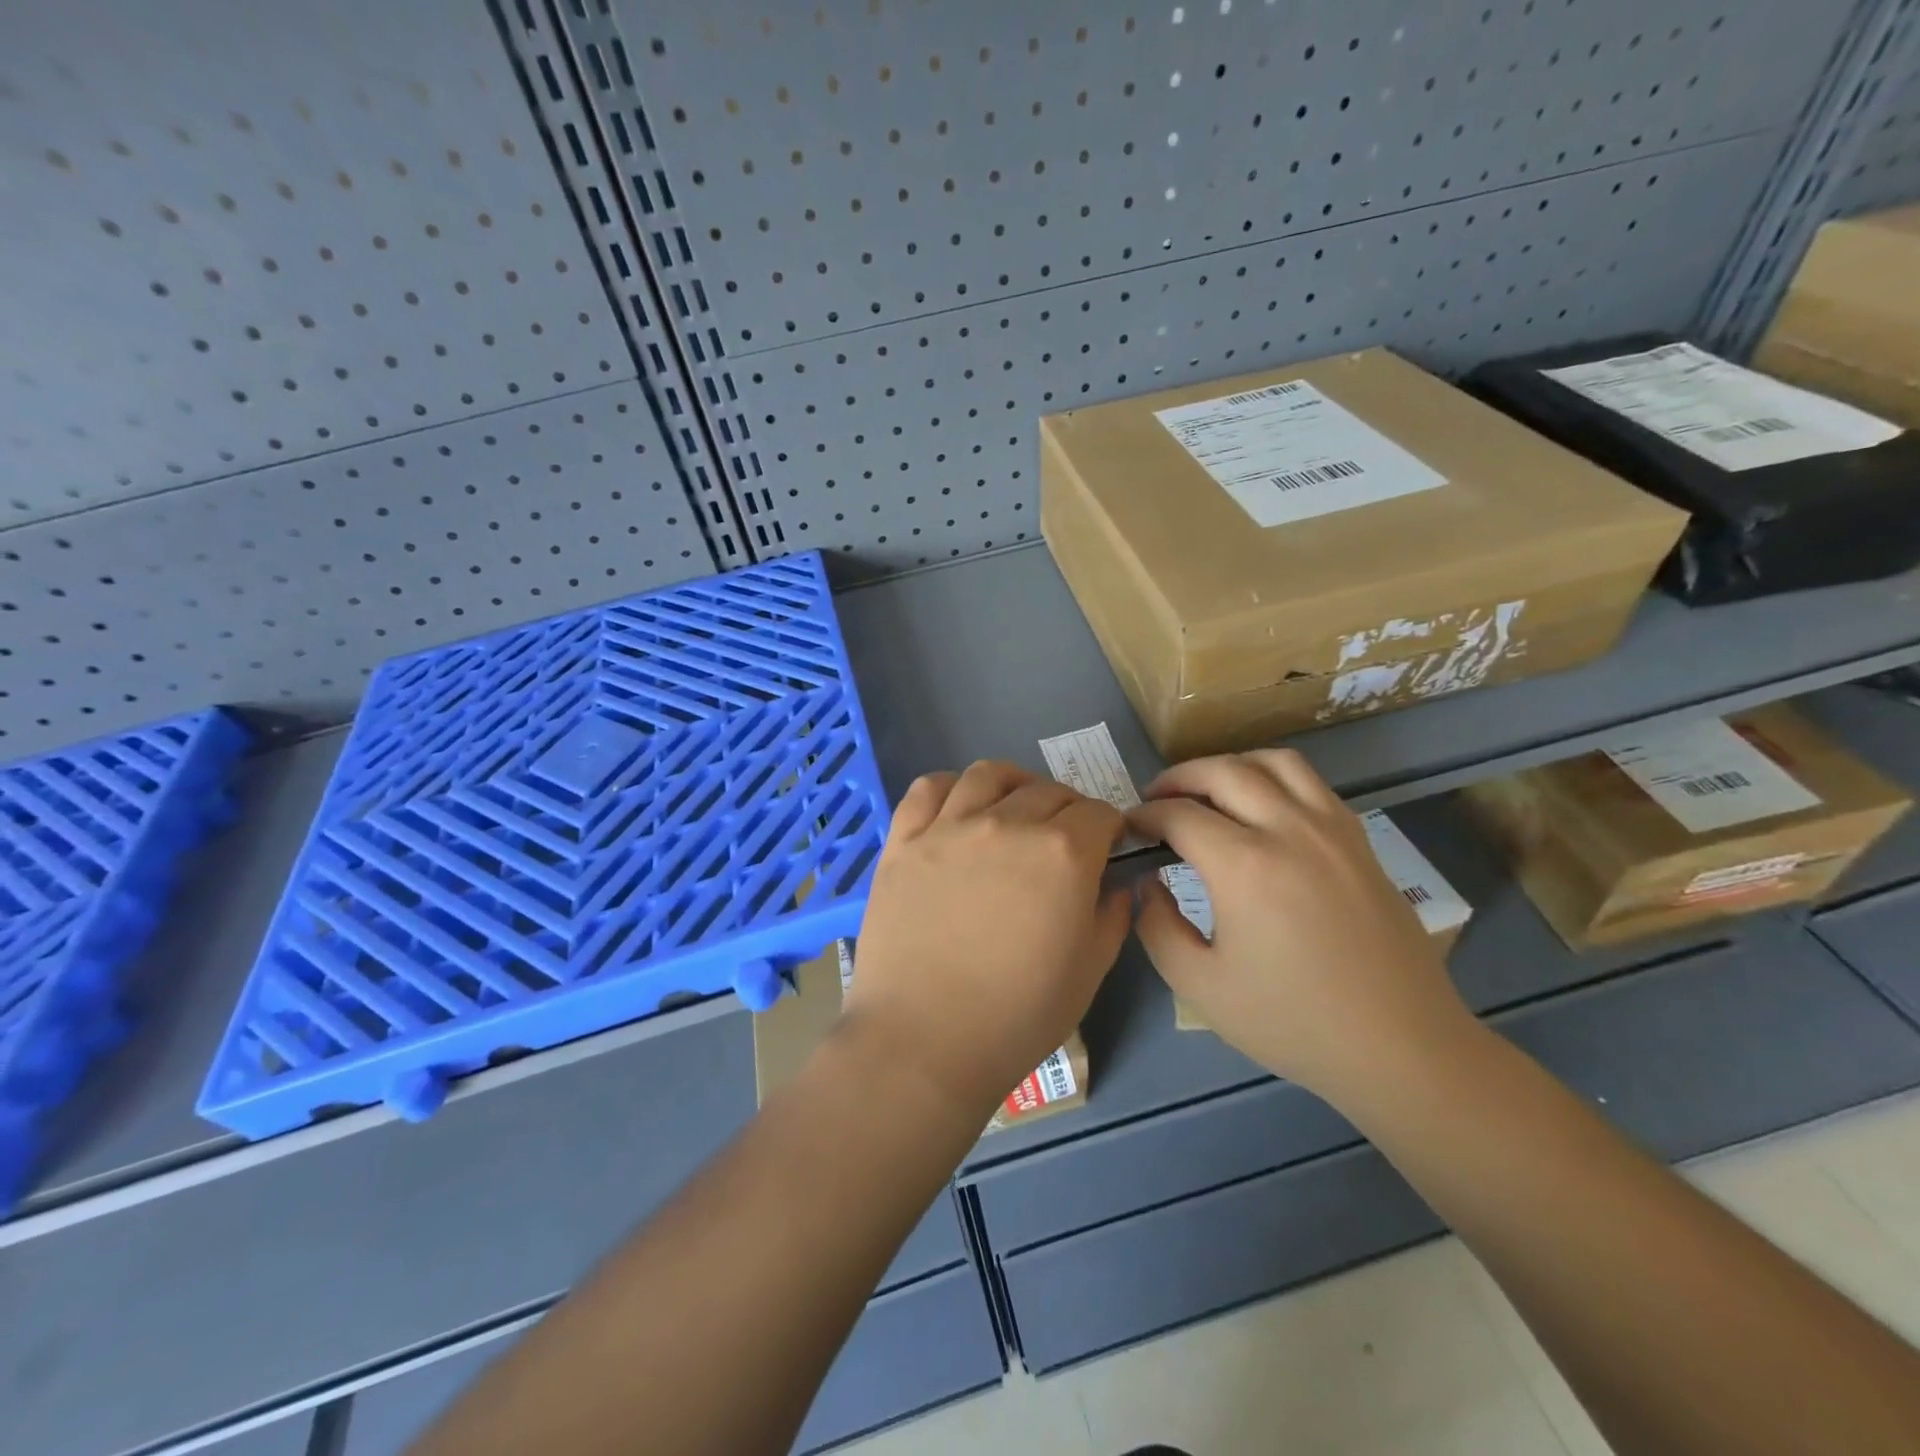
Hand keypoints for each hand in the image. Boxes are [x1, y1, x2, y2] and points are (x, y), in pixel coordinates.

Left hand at [844, 761, 1132, 1117]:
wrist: (924, 1041)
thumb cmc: (1017, 1016)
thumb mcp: (1089, 972)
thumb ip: (1111, 917)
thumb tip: (1116, 884)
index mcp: (1063, 853)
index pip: (1099, 813)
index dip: (1110, 828)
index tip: (1107, 848)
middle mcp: (1008, 823)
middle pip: (1048, 790)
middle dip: (1069, 809)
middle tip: (1065, 839)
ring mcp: (949, 827)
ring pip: (989, 774)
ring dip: (1014, 784)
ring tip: (1014, 808)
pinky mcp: (904, 840)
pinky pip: (928, 788)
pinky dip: (950, 786)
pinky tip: (959, 808)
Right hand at [1126, 750, 1475, 1103]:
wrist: (1400, 1047)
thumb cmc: (1292, 1022)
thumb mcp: (1199, 985)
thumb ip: (1157, 925)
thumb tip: (1149, 882)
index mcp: (1244, 866)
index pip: (1178, 815)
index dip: (1144, 815)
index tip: (1129, 828)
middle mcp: (1288, 830)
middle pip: (1222, 771)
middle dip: (1178, 778)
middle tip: (1156, 800)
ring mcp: (1331, 829)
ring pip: (1273, 762)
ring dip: (1230, 766)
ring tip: (1209, 791)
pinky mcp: (1359, 840)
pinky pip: (1311, 783)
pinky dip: (1274, 778)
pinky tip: (1262, 809)